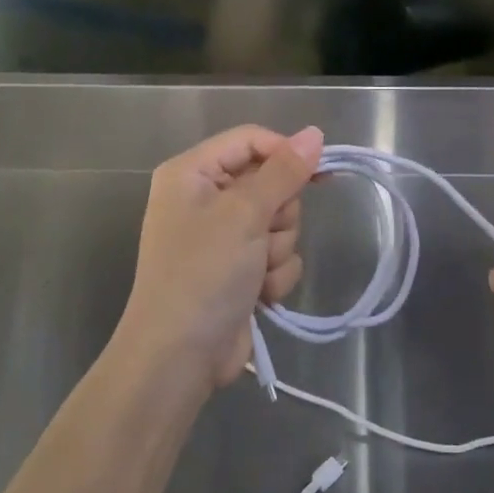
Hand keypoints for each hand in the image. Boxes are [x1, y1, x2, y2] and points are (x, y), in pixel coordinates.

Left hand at [119, 124, 324, 390]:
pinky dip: (274, 274)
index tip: (316, 171)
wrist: (178, 359)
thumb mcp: (245, 214)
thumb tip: (315, 133)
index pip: (251, 140)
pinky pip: (276, 254)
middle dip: (278, 213)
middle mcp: (205, 197)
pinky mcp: (238, 268)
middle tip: (262, 236)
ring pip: (279, 221)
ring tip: (256, 272)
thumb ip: (284, 171)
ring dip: (277, 249)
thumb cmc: (203, 273)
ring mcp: (222, 236)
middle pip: (270, 181)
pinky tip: (259, 296)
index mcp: (192, 172)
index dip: (284, 153)